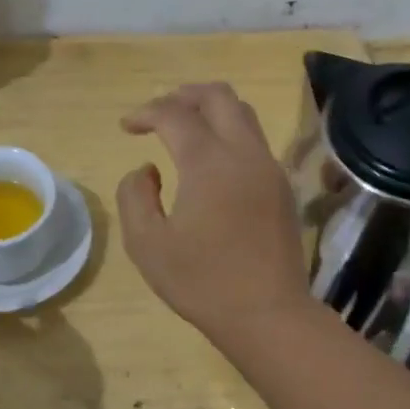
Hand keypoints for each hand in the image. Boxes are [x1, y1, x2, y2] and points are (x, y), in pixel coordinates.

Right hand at [116, 82, 311, 343]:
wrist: (268, 313)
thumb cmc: (202, 281)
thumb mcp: (147, 244)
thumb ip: (135, 196)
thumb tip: (148, 170)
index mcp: (209, 162)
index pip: (175, 114)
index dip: (146, 112)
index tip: (126, 126)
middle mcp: (244, 153)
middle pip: (219, 96)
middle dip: (184, 95)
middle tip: (159, 112)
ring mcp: (269, 169)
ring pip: (243, 115)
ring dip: (211, 111)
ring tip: (185, 128)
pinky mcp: (282, 188)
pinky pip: (255, 142)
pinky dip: (229, 134)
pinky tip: (212, 162)